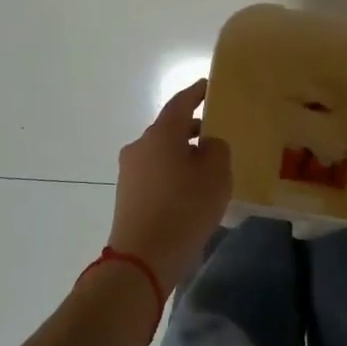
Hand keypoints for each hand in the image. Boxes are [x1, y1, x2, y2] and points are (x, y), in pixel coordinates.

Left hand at [106, 81, 233, 290]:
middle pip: (170, 128)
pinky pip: (156, 174)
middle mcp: (141, 145)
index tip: (210, 87)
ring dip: (183, 154)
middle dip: (194, 129)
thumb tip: (206, 144)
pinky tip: (191, 192)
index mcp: (161, 133)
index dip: (197, 92)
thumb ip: (217, 148)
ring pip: (163, 152)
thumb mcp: (216, 174)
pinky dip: (174, 174)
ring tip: (209, 168)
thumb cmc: (185, 208)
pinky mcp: (128, 195)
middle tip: (218, 134)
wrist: (143, 258)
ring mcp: (130, 171)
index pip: (181, 102)